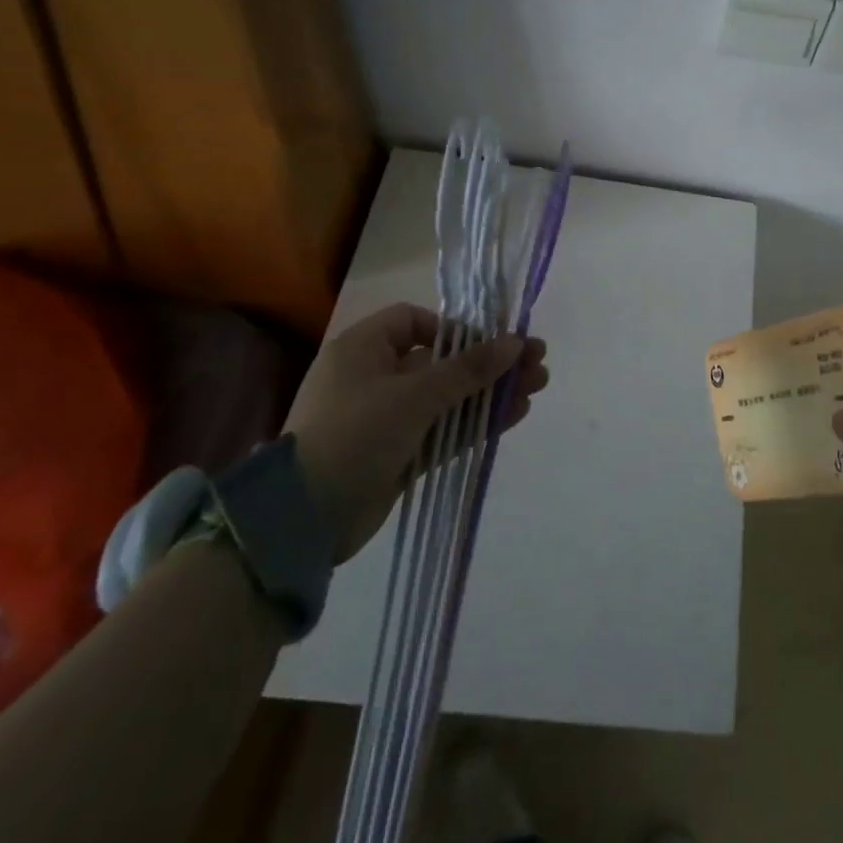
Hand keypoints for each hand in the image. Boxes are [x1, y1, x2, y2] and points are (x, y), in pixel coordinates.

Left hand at [284, 304, 548, 561]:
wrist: (303, 521)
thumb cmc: (355, 434)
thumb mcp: (415, 395)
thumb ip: (469, 369)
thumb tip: (516, 341)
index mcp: (364, 349)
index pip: (415, 322)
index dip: (456, 328)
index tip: (489, 343)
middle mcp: (375, 377)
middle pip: (444, 360)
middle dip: (491, 361)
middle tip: (537, 360)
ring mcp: (387, 418)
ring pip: (450, 396)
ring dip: (491, 390)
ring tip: (538, 385)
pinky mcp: (399, 454)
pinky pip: (445, 428)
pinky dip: (477, 421)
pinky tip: (516, 413)